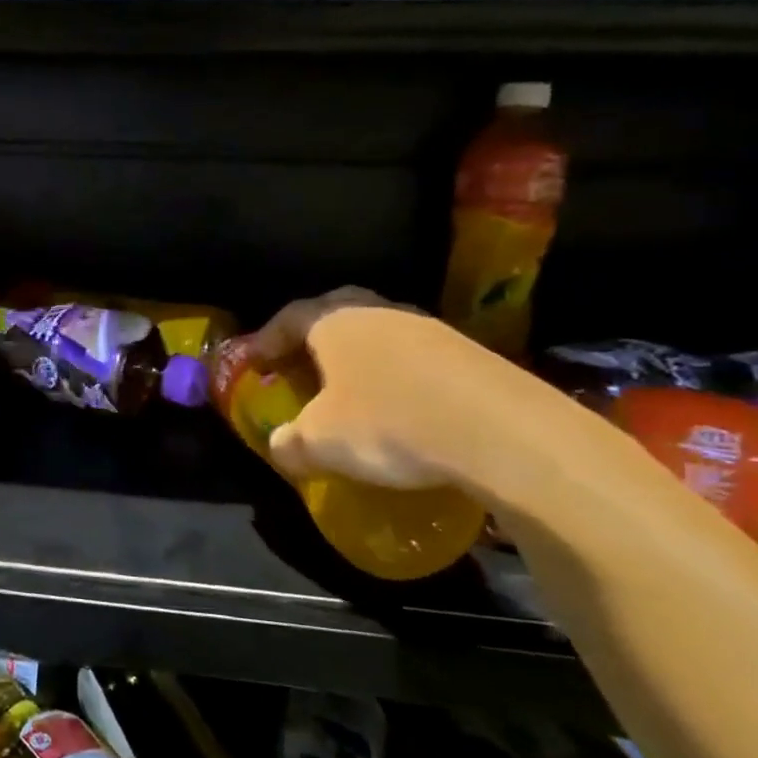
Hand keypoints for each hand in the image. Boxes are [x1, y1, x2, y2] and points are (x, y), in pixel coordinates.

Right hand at [249, 287, 538, 497]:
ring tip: (349, 386)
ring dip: (359, 355)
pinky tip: (400, 405)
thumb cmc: (390, 425)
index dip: (266, 338)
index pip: (290, 317)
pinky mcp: (470, 355)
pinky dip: (397, 374)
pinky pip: (416, 356)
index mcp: (336, 322)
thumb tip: (279, 445)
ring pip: (380, 331)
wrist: (504, 434)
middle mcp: (380, 313)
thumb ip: (290, 442)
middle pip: (336, 311)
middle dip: (313, 336)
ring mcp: (430, 329)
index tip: (254, 362)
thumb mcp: (321, 443)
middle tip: (299, 363)